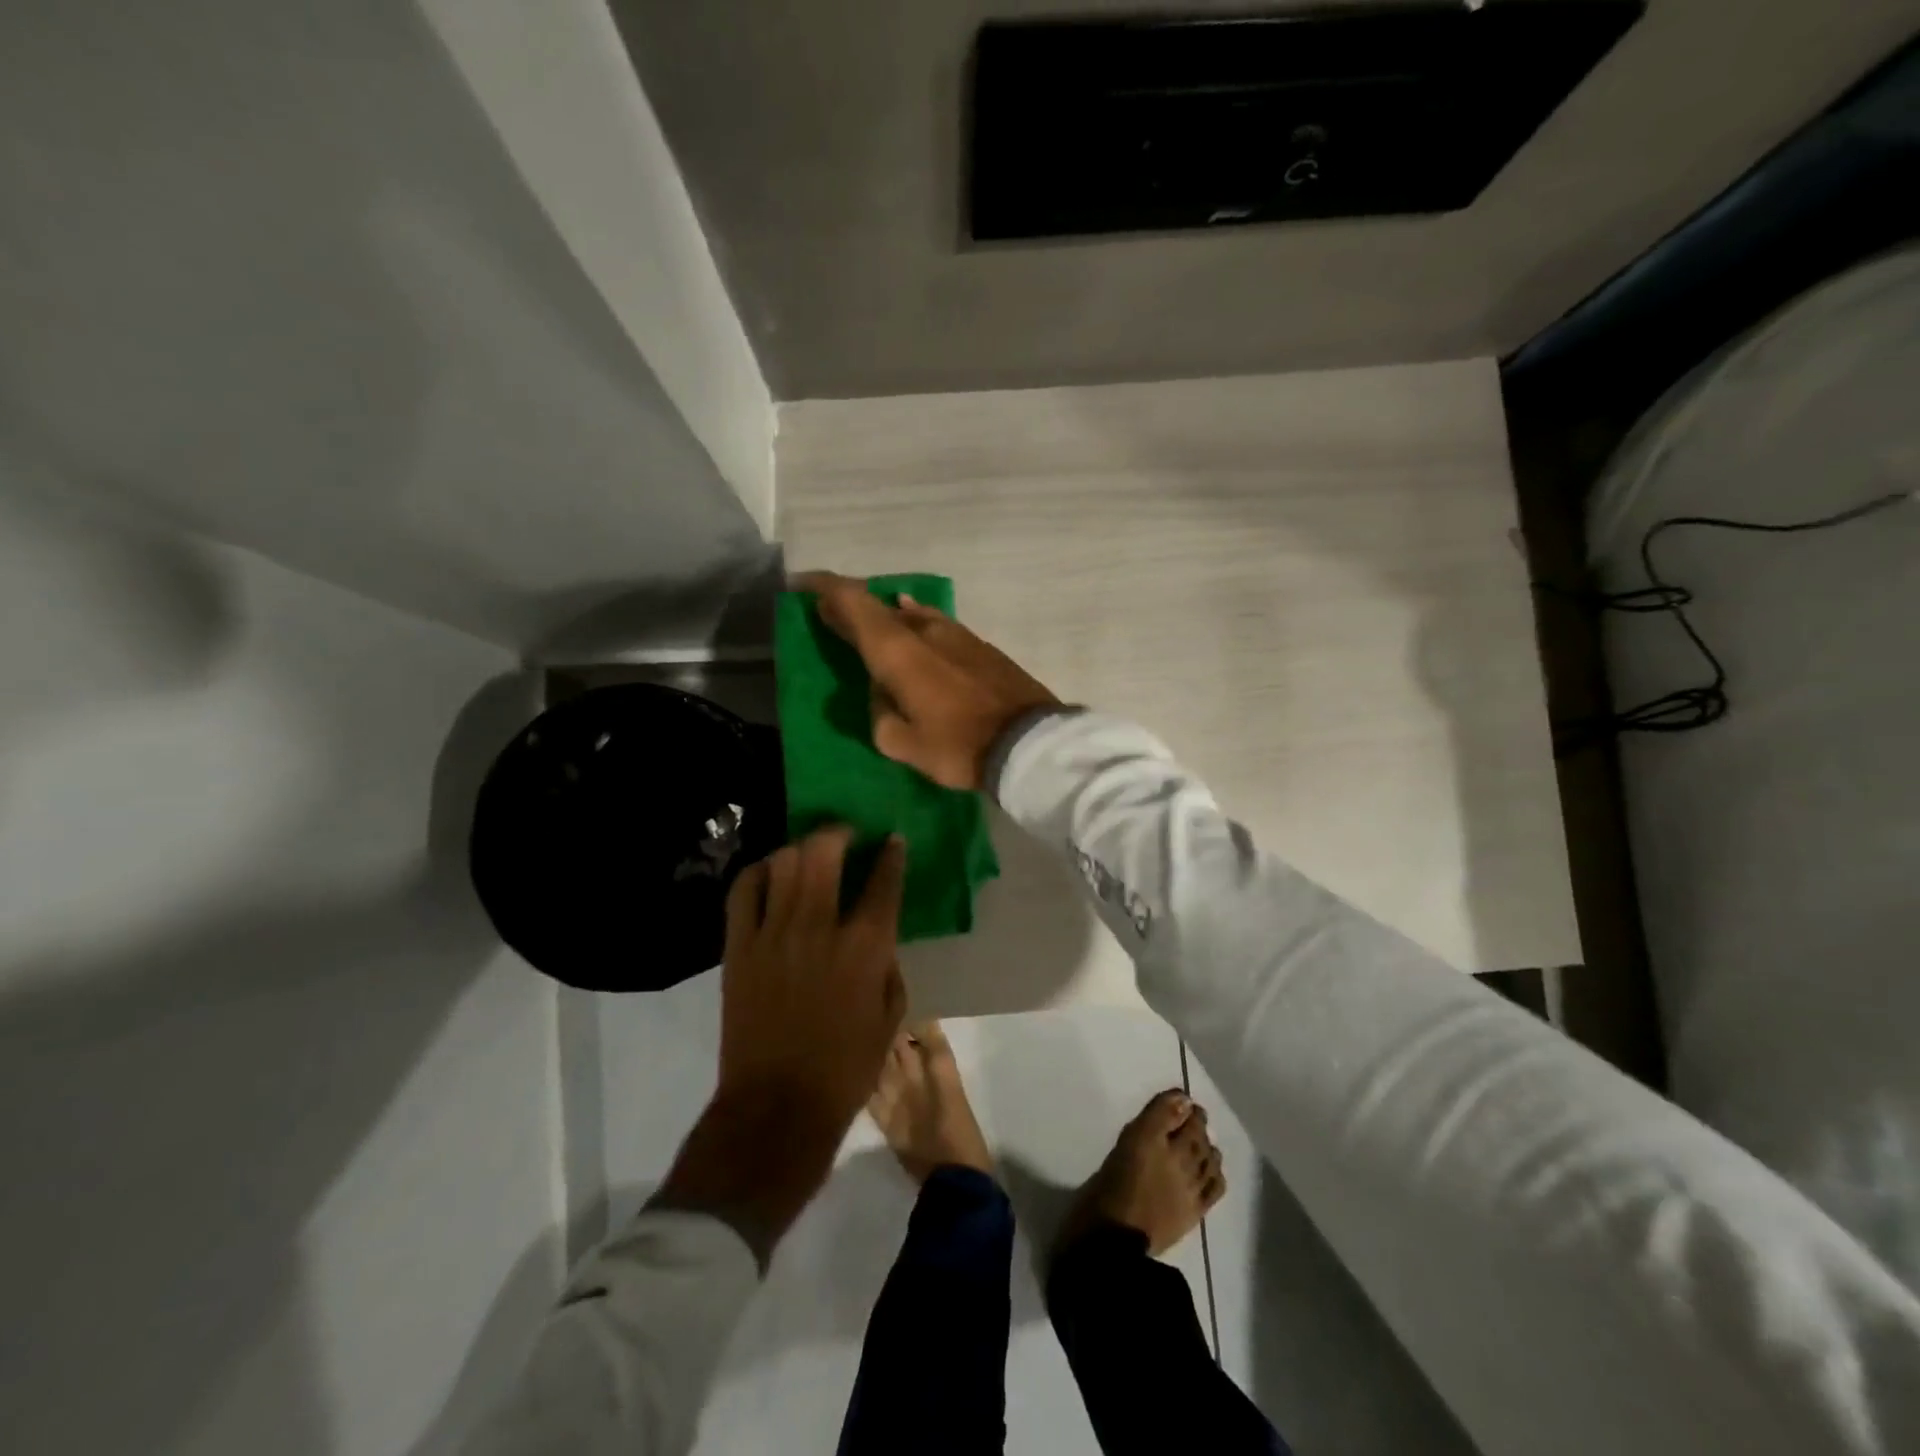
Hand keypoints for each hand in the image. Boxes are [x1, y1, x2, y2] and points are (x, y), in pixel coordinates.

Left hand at [651, 826, 907, 1264]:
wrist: (777, 1107)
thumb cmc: (845, 1068)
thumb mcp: (890, 1018)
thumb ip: (888, 965)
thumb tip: (877, 935)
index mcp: (865, 946)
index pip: (883, 879)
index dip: (891, 853)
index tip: (892, 842)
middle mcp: (819, 926)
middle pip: (825, 851)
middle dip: (839, 832)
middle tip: (846, 835)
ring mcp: (773, 933)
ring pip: (783, 862)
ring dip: (800, 849)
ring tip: (808, 854)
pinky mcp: (739, 946)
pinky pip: (743, 890)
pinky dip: (758, 872)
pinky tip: (769, 874)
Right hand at [796, 571, 1059, 790]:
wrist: (1028, 743)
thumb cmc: (958, 747)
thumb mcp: (901, 743)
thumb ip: (880, 712)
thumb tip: (884, 692)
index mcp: (897, 650)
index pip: (852, 602)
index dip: (824, 589)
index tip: (802, 586)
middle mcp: (924, 630)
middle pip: (878, 606)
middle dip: (850, 607)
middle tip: (829, 614)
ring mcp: (956, 633)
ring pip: (910, 615)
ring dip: (885, 618)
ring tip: (870, 629)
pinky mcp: (980, 645)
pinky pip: (934, 626)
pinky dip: (914, 625)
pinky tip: (913, 628)